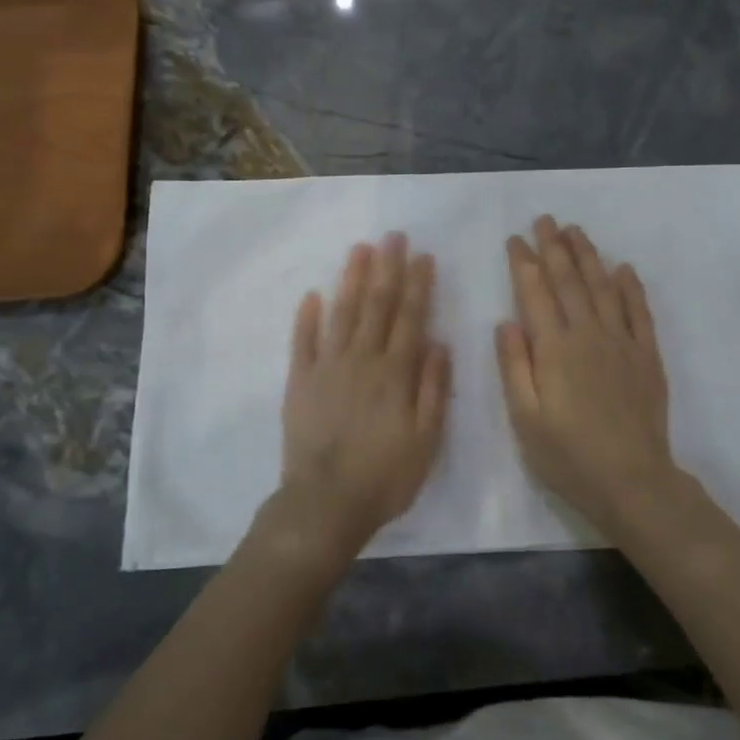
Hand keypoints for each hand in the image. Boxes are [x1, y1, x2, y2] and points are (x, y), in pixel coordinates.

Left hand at [270, 233, 450, 561]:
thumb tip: (440, 342)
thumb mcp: (426, 439)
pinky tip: (313, 294)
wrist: (326, 503)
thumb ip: (433, 389)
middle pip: (377, 306)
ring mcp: (327, 368)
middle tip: (393, 236)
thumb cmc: (385, 475)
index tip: (423, 255)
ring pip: (342, 314)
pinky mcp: (300, 382)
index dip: (418, 285)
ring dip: (352, 280)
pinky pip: (303, 342)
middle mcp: (362, 360)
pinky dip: (308, 317)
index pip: (410, 318)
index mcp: (396, 373)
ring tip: (360, 249)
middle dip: (387, 268)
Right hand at [496, 216, 679, 532]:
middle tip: (545, 220)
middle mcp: (588, 335)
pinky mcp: (647, 355)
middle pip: (570, 281)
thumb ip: (515, 367)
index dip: (524, 263)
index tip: (516, 239)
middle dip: (555, 248)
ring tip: (576, 231)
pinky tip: (624, 268)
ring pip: (603, 287)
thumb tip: (506, 322)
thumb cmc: (568, 455)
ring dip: (589, 256)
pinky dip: (631, 287)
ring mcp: (622, 342)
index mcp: (555, 349)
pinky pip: (640, 311)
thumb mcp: (526, 418)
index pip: (535, 293)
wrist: (632, 480)